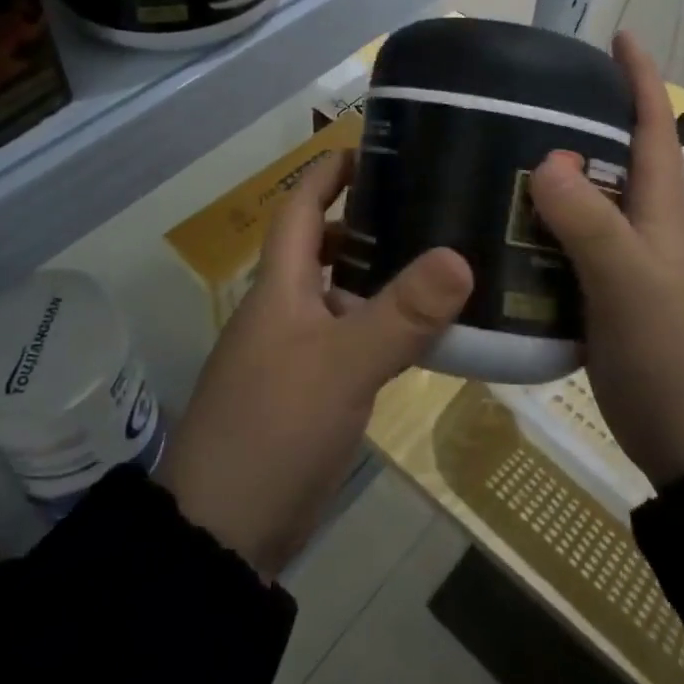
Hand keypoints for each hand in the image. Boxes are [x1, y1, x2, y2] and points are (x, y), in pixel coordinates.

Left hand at [158, 152, 472, 578]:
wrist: (223, 534)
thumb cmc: (273, 430)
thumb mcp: (342, 366)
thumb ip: (401, 314)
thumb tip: (460, 256)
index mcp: (279, 286)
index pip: (300, 207)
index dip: (329, 173)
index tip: (375, 149)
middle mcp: (284, 309)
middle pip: (324, 246)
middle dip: (370, 221)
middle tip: (431, 206)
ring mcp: (295, 352)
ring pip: (342, 295)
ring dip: (382, 276)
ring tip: (443, 261)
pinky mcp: (310, 391)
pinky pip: (352, 339)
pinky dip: (384, 325)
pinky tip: (426, 332)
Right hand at [528, 32, 683, 487]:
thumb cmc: (670, 355)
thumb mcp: (629, 282)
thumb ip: (590, 223)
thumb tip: (546, 158)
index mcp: (660, 214)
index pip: (654, 130)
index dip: (640, 81)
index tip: (618, 37)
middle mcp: (643, 232)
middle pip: (613, 162)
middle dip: (579, 123)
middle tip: (523, 102)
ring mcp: (621, 269)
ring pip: (583, 207)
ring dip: (548, 180)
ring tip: (494, 158)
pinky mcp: (600, 302)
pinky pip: (562, 251)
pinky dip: (534, 233)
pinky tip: (498, 233)